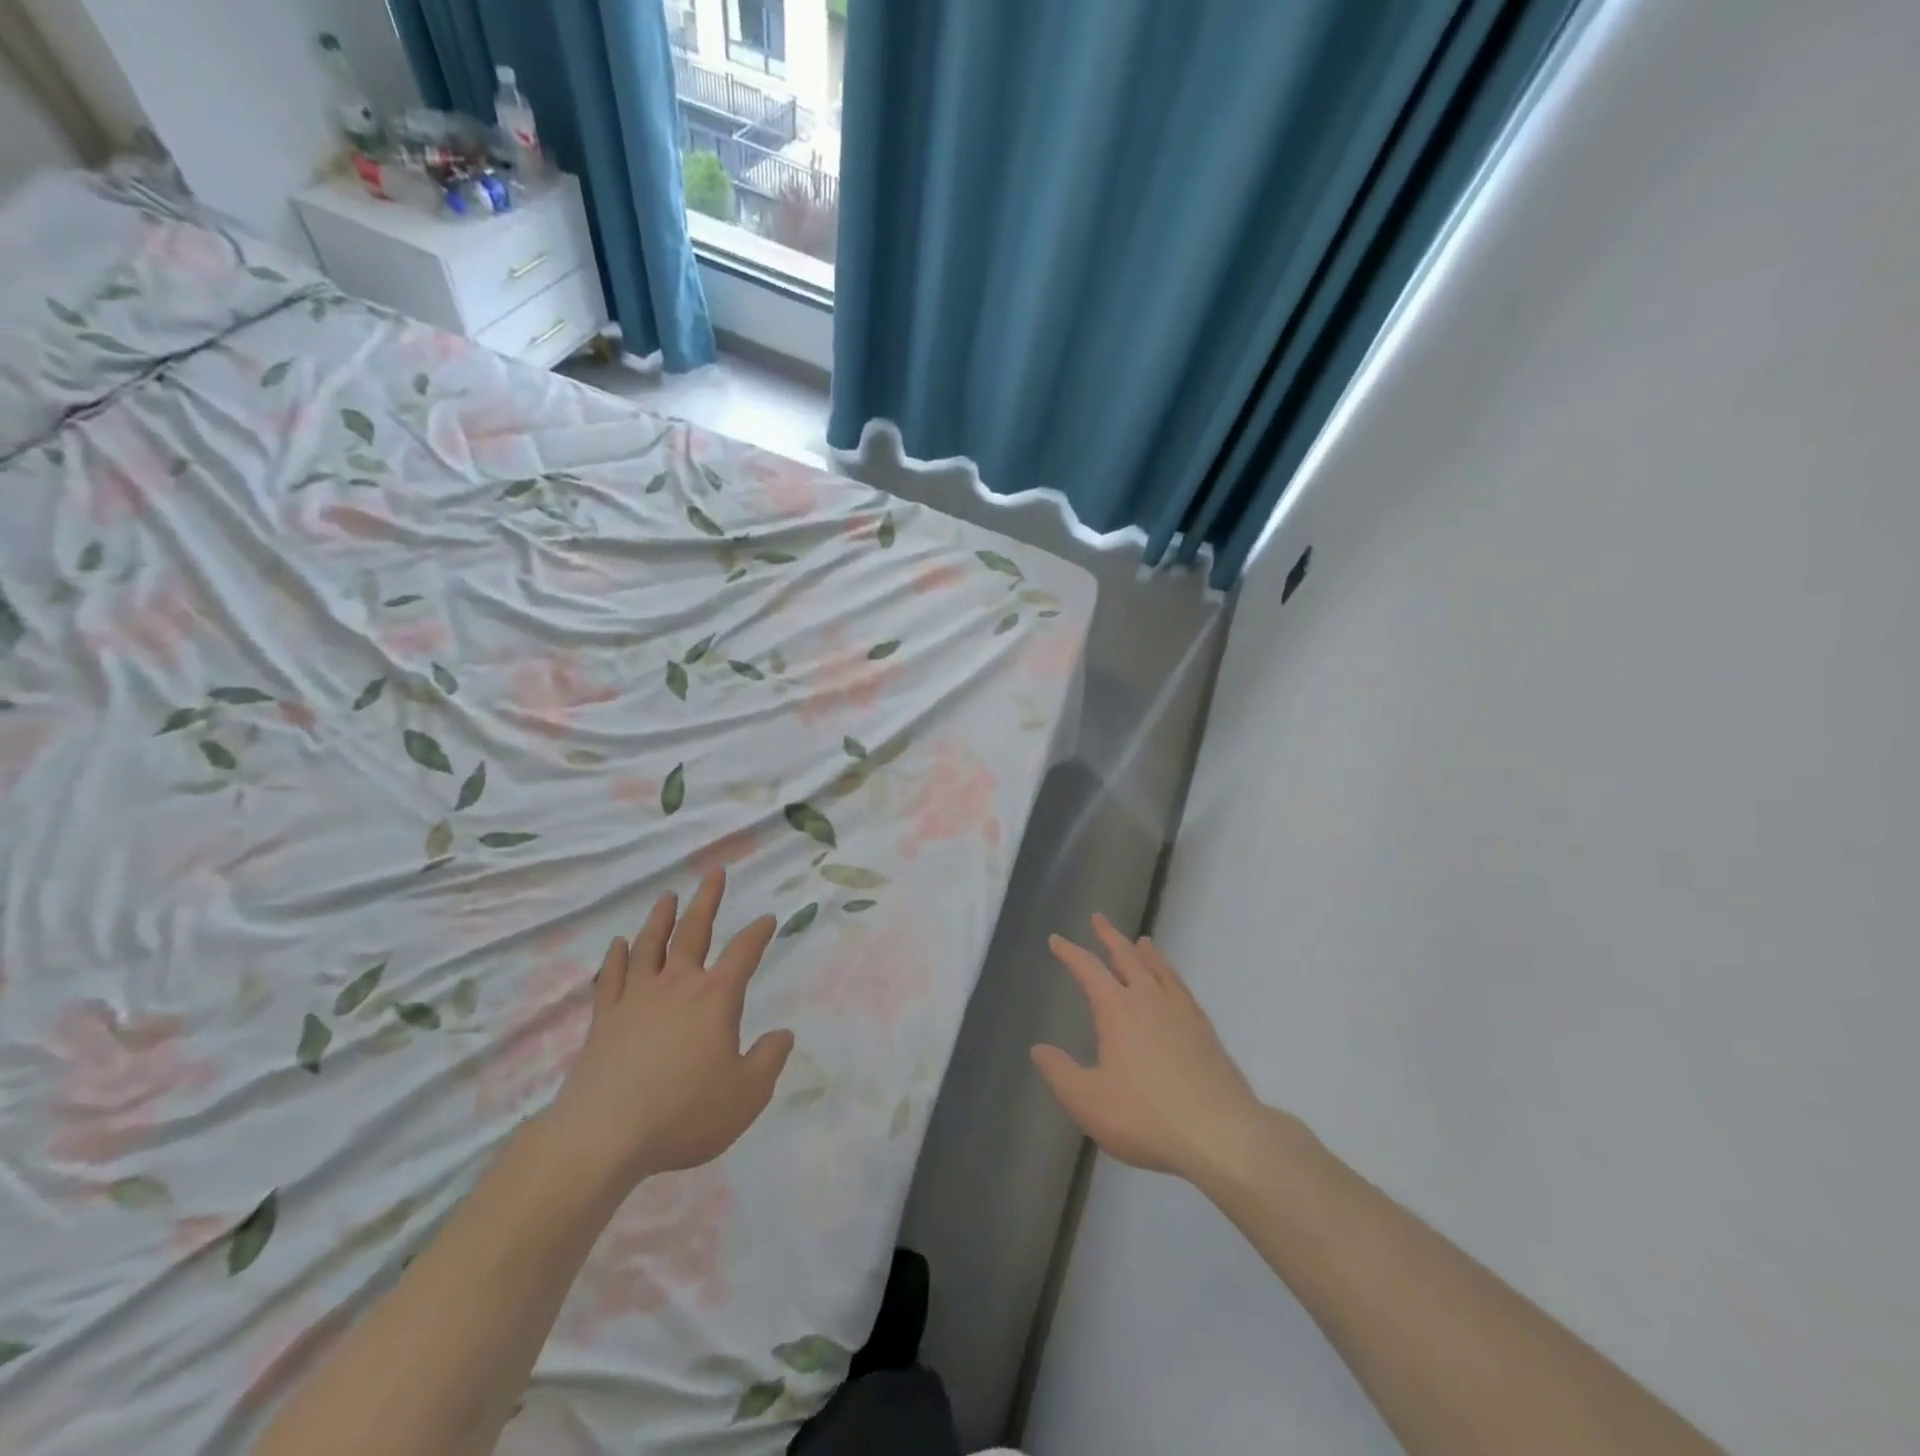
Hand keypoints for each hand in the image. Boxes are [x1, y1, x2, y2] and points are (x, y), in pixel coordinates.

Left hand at [547, 868, 794, 1192]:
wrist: (603, 1136)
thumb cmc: (684, 1113)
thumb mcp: (746, 1095)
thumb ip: (768, 1060)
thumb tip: (782, 1035)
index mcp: (715, 998)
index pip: (743, 953)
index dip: (758, 933)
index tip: (767, 918)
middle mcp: (676, 986)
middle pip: (694, 932)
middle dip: (707, 900)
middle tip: (714, 873)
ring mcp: (635, 999)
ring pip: (650, 945)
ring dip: (661, 918)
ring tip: (668, 896)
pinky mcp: (604, 1019)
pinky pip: (611, 977)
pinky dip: (616, 956)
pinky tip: (619, 944)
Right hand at [1032, 915, 1305, 1185]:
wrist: (1221, 1135)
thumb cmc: (1146, 1117)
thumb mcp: (1088, 1101)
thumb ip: (1059, 1073)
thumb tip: (1038, 1049)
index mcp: (1117, 1010)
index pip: (1088, 970)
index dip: (1070, 953)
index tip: (1056, 940)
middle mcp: (1149, 1000)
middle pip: (1128, 957)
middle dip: (1110, 937)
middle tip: (1098, 919)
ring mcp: (1182, 1013)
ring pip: (1160, 970)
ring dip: (1146, 952)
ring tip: (1142, 941)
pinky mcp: (1206, 1032)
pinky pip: (1183, 990)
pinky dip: (1172, 977)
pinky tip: (1174, 986)